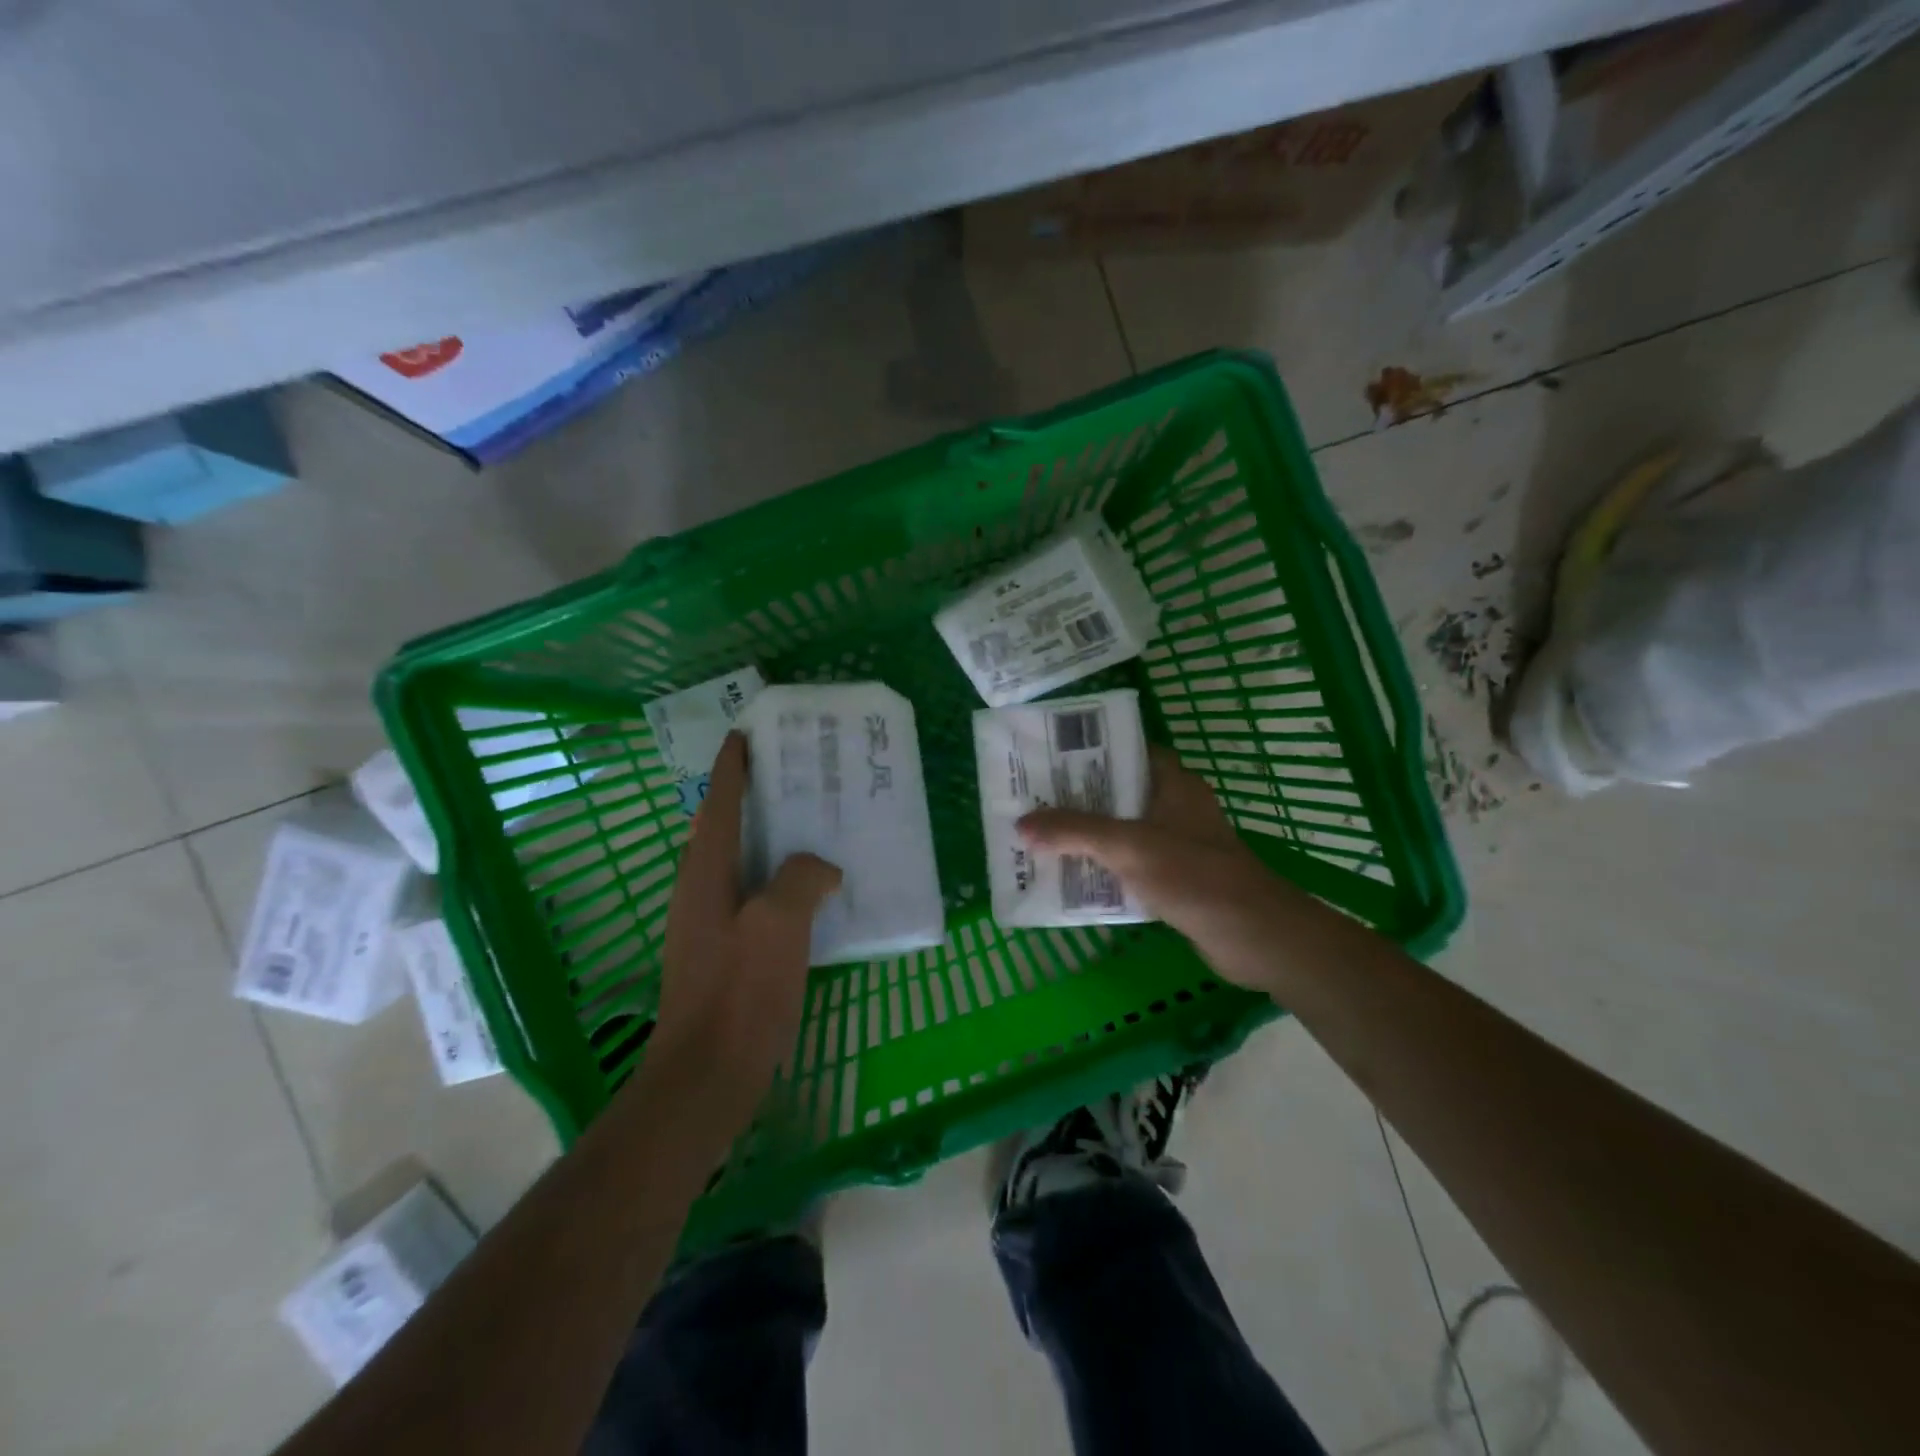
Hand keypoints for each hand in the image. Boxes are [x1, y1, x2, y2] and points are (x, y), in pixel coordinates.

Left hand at [650, 731, 842, 1128]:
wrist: (707, 1074)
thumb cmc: (739, 992)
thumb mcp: (777, 924)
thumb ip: (801, 879)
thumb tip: (821, 866)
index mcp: (705, 872)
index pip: (718, 803)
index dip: (732, 767)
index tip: (747, 733)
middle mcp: (700, 890)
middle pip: (722, 826)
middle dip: (749, 793)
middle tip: (791, 770)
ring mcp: (708, 923)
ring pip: (738, 861)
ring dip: (764, 834)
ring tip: (807, 819)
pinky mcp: (724, 951)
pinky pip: (752, 893)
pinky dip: (775, 875)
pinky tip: (808, 887)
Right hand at [1018, 746, 1284, 993]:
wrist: (1253, 936)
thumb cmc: (1193, 875)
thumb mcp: (1127, 845)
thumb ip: (1074, 832)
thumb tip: (1021, 825)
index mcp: (1173, 783)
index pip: (1128, 750)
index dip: (1091, 750)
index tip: (1050, 757)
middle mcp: (1176, 806)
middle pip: (1119, 792)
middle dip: (1078, 797)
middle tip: (1034, 800)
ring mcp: (1178, 844)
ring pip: (1123, 831)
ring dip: (1088, 836)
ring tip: (1042, 836)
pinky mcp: (1177, 879)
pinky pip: (1131, 864)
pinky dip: (1105, 868)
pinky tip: (1072, 878)